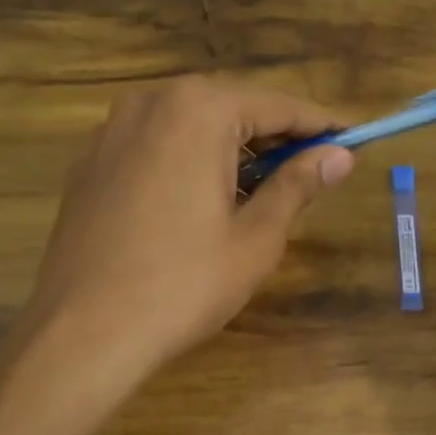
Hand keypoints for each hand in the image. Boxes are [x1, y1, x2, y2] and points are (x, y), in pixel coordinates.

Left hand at [26, 74, 354, 381]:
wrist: (82, 333)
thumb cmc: (183, 285)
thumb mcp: (255, 238)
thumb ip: (298, 185)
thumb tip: (340, 156)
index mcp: (198, 110)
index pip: (277, 104)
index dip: (319, 125)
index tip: (353, 139)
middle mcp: (151, 102)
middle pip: (232, 106)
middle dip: (274, 135)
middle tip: (311, 169)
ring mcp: (112, 129)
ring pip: (191, 122)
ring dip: (232, 147)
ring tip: (260, 188)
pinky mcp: (90, 161)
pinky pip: (156, 143)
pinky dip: (190, 158)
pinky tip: (201, 198)